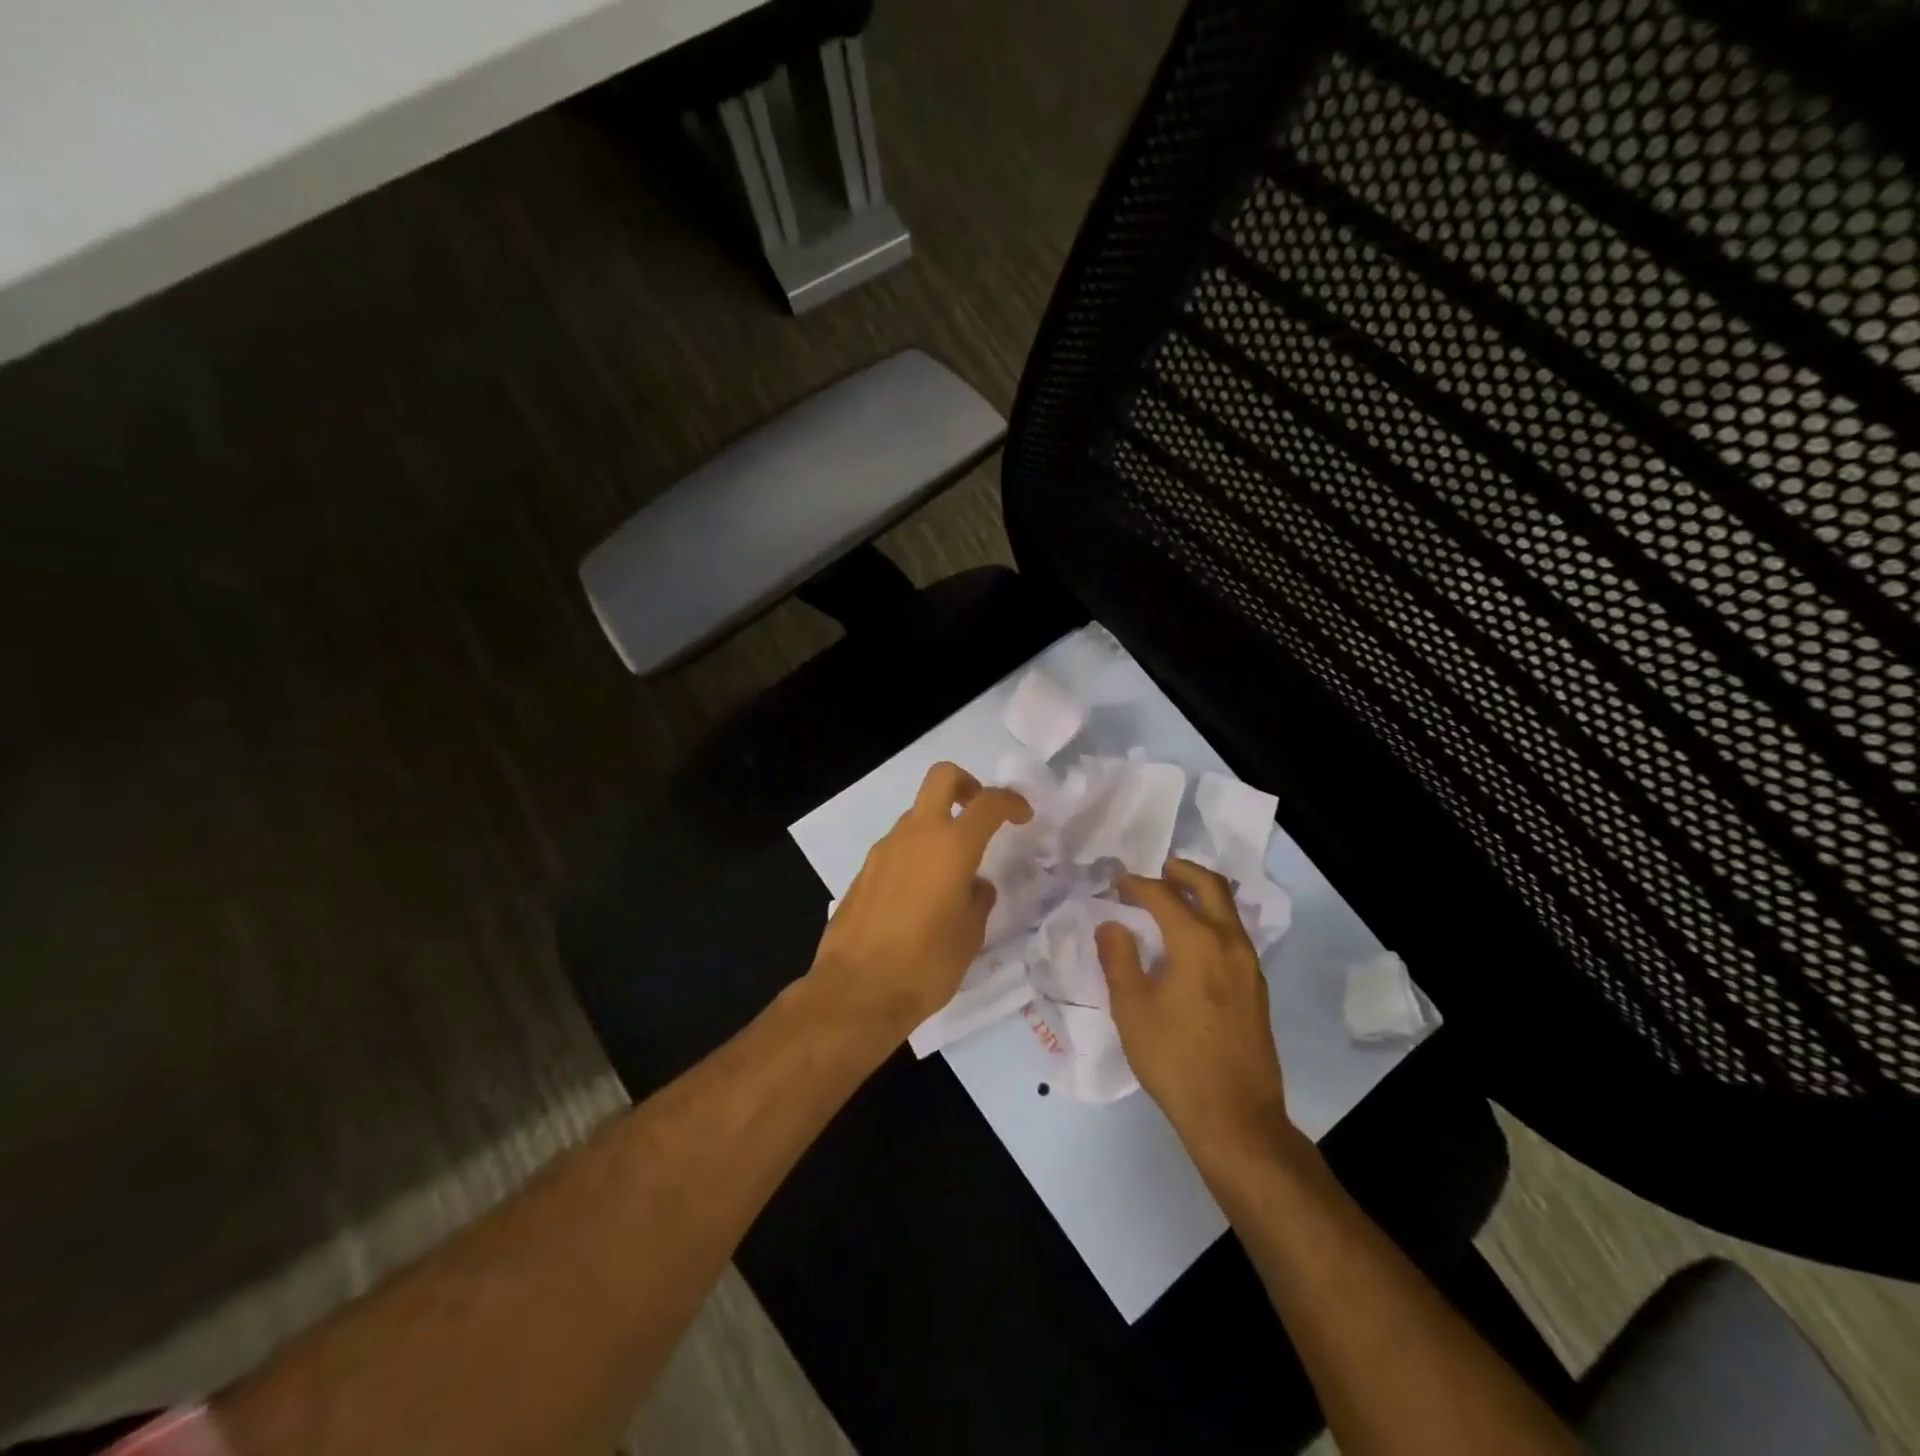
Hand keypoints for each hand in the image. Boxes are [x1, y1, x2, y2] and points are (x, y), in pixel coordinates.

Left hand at [809, 762, 1030, 1044]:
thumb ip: (978, 900)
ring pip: (917, 814)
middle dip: (967, 784)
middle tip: (979, 813)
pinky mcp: (864, 870)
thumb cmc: (925, 965)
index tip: (1023, 816)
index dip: (1011, 801)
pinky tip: (921, 894)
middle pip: (942, 777)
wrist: (856, 991)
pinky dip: (916, 853)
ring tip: (952, 872)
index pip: (988, 802)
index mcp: (951, 846)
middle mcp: (916, 835)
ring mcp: (885, 849)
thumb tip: (975, 885)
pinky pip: (898, 846)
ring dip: (938, 826)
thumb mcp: (970, 936)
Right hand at [1097, 859, 1293, 1160]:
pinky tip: (1192, 939)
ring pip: (1228, 910)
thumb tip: (1111, 924)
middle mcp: (1230, 943)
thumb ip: (1118, 959)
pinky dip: (1212, 919)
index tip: (1116, 883)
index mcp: (1197, 942)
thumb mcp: (1132, 1009)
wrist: (1235, 1117)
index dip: (1137, 884)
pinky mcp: (1256, 988)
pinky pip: (1234, 934)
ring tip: (1173, 898)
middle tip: (1158, 867)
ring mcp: (1249, 966)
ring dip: (1201, 894)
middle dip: (1182, 871)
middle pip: (1211, 887)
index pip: (1164, 896)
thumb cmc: (1175, 1059)